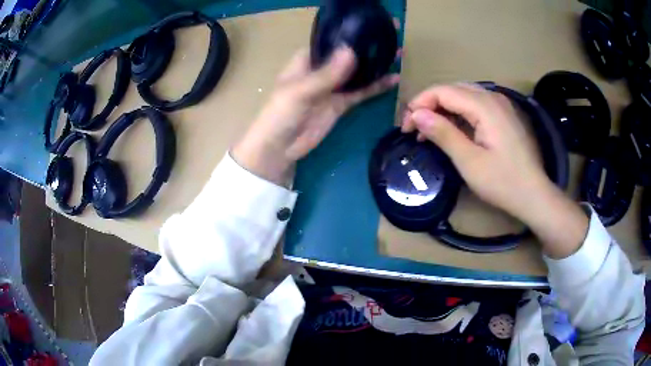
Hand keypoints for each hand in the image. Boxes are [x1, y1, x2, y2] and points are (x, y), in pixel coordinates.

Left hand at [233, 47, 399, 185]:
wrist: (279, 148)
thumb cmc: (280, 114)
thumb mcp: (301, 91)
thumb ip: (326, 74)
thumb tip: (351, 51)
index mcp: (306, 60)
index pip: (330, 41)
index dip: (350, 34)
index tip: (372, 26)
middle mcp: (321, 70)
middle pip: (347, 55)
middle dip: (367, 47)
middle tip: (391, 37)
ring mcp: (332, 87)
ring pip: (357, 73)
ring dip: (375, 65)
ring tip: (398, 54)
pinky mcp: (340, 104)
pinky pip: (361, 92)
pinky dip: (375, 87)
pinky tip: (393, 79)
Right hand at [402, 84, 544, 217]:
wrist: (534, 195)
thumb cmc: (503, 182)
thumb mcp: (469, 161)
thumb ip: (443, 133)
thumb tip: (416, 115)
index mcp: (485, 105)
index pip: (443, 91)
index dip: (420, 104)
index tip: (406, 127)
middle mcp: (493, 97)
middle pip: (452, 90)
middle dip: (429, 105)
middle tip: (414, 129)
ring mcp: (500, 105)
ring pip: (463, 96)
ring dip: (442, 109)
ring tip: (428, 131)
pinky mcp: (503, 115)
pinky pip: (475, 105)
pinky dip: (458, 114)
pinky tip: (451, 130)